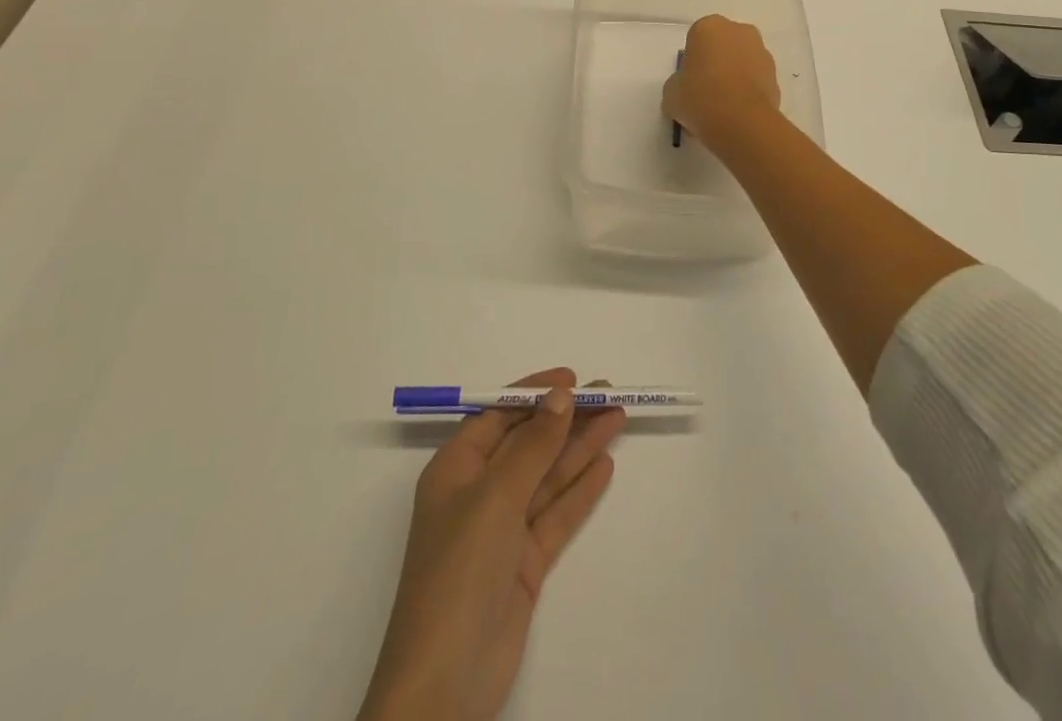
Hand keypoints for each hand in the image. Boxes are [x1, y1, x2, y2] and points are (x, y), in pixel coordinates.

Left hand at [358, 369, 623, 720]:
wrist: (444, 684)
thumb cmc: (459, 571)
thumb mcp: (495, 497)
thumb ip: (532, 445)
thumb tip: (561, 396)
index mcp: (456, 469)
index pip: (498, 416)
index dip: (534, 394)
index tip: (572, 378)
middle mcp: (478, 493)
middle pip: (529, 443)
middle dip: (566, 417)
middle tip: (609, 393)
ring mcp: (502, 529)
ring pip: (547, 475)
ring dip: (580, 447)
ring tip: (617, 418)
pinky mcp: (523, 563)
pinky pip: (556, 514)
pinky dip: (580, 490)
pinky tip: (605, 465)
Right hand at [663, 14, 782, 147]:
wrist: (740, 121)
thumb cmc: (699, 97)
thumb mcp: (671, 92)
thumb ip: (678, 83)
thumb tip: (686, 89)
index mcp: (709, 27)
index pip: (696, 39)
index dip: (692, 61)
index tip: (689, 82)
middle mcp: (739, 31)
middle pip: (723, 46)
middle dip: (717, 64)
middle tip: (705, 92)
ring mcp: (762, 52)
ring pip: (743, 62)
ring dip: (735, 77)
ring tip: (723, 108)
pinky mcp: (776, 76)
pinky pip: (756, 81)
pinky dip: (748, 92)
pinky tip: (738, 114)